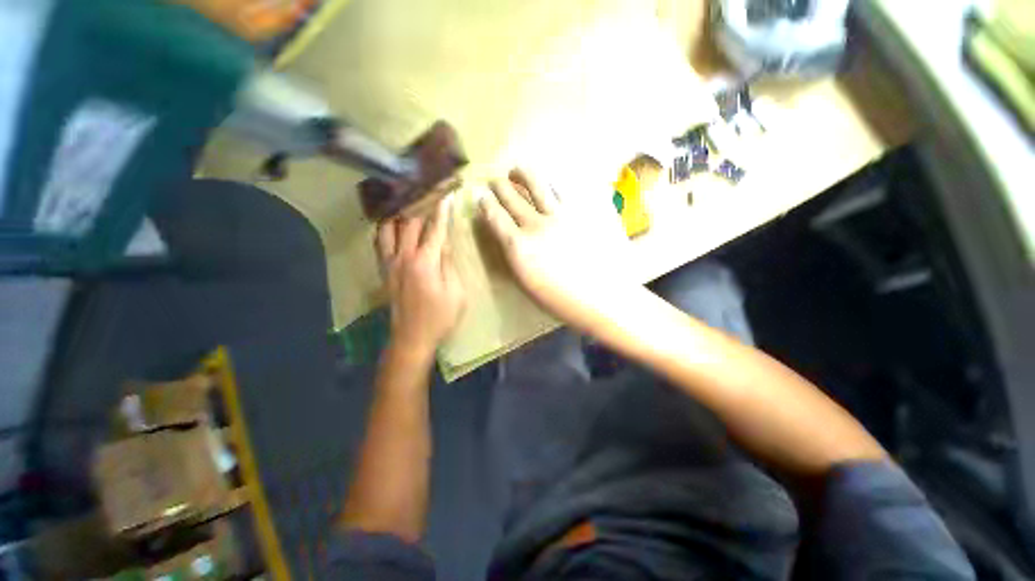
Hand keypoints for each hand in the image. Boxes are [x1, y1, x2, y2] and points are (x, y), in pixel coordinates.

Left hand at [377, 196, 465, 357]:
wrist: (412, 337)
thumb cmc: (440, 317)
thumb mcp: (456, 293)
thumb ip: (449, 264)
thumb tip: (444, 243)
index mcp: (425, 263)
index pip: (434, 229)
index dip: (442, 211)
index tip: (446, 195)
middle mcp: (403, 257)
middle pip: (409, 222)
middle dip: (420, 205)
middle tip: (428, 194)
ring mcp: (389, 262)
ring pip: (388, 228)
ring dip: (398, 213)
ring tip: (408, 204)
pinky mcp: (383, 269)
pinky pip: (380, 242)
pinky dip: (386, 228)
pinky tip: (393, 224)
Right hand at [478, 168, 628, 331]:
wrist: (602, 299)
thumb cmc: (560, 300)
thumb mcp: (526, 283)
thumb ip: (514, 255)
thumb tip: (506, 235)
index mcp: (520, 246)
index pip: (495, 216)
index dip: (485, 202)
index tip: (480, 194)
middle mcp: (537, 225)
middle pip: (512, 196)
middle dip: (499, 185)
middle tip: (495, 181)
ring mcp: (562, 215)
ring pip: (537, 184)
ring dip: (523, 174)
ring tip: (517, 170)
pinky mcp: (583, 212)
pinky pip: (563, 190)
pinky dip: (550, 183)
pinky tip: (548, 184)